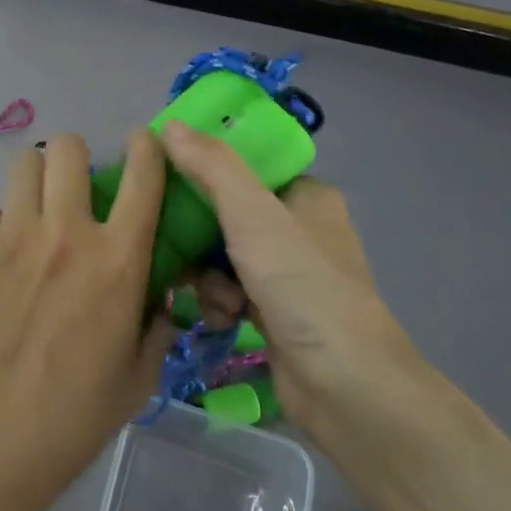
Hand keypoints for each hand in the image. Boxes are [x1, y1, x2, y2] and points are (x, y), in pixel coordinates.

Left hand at [0, 130, 169, 510]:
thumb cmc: (72, 418)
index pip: (142, 175)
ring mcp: (11, 236)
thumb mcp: (138, 377)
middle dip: (75, 157)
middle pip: (67, 148)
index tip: (143, 143)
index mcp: (117, 260)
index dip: (147, 147)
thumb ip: (155, 325)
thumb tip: (154, 294)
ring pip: (23, 165)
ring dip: (35, 182)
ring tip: (34, 214)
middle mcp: (65, 232)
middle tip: (74, 188)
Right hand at [161, 121, 430, 446]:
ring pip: (221, 256)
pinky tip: (222, 320)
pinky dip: (220, 303)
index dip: (204, 169)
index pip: (245, 166)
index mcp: (306, 196)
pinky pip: (229, 292)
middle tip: (174, 244)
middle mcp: (299, 230)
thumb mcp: (253, 215)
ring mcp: (288, 274)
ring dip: (207, 276)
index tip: (165, 179)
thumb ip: (211, 167)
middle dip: (199, 236)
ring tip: (215, 298)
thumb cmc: (302, 285)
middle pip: (226, 213)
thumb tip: (169, 126)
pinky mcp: (275, 313)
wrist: (345, 385)